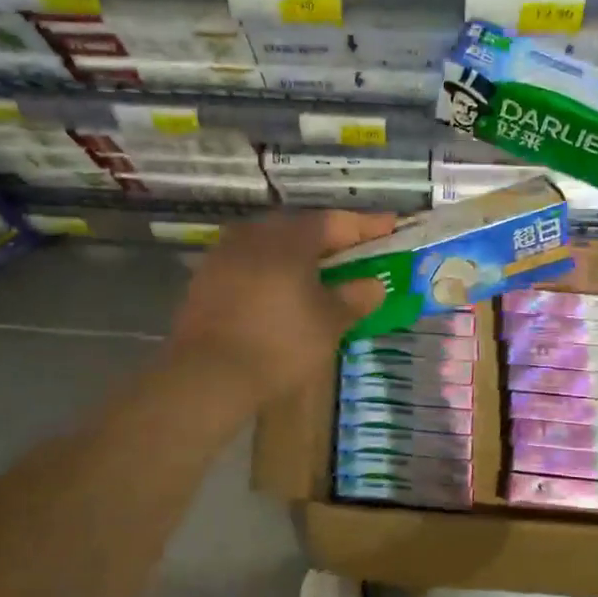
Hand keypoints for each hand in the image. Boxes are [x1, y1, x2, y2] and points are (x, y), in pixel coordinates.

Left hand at [166, 211, 393, 407]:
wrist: (208, 375)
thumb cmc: (280, 343)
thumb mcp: (329, 323)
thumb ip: (354, 297)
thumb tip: (373, 284)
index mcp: (290, 238)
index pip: (336, 221)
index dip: (367, 226)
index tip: (391, 227)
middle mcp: (255, 235)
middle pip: (301, 228)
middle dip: (331, 239)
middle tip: (355, 252)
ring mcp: (225, 255)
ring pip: (272, 245)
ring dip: (299, 255)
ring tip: (320, 273)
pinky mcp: (207, 280)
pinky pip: (251, 264)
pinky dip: (273, 271)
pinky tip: (283, 291)